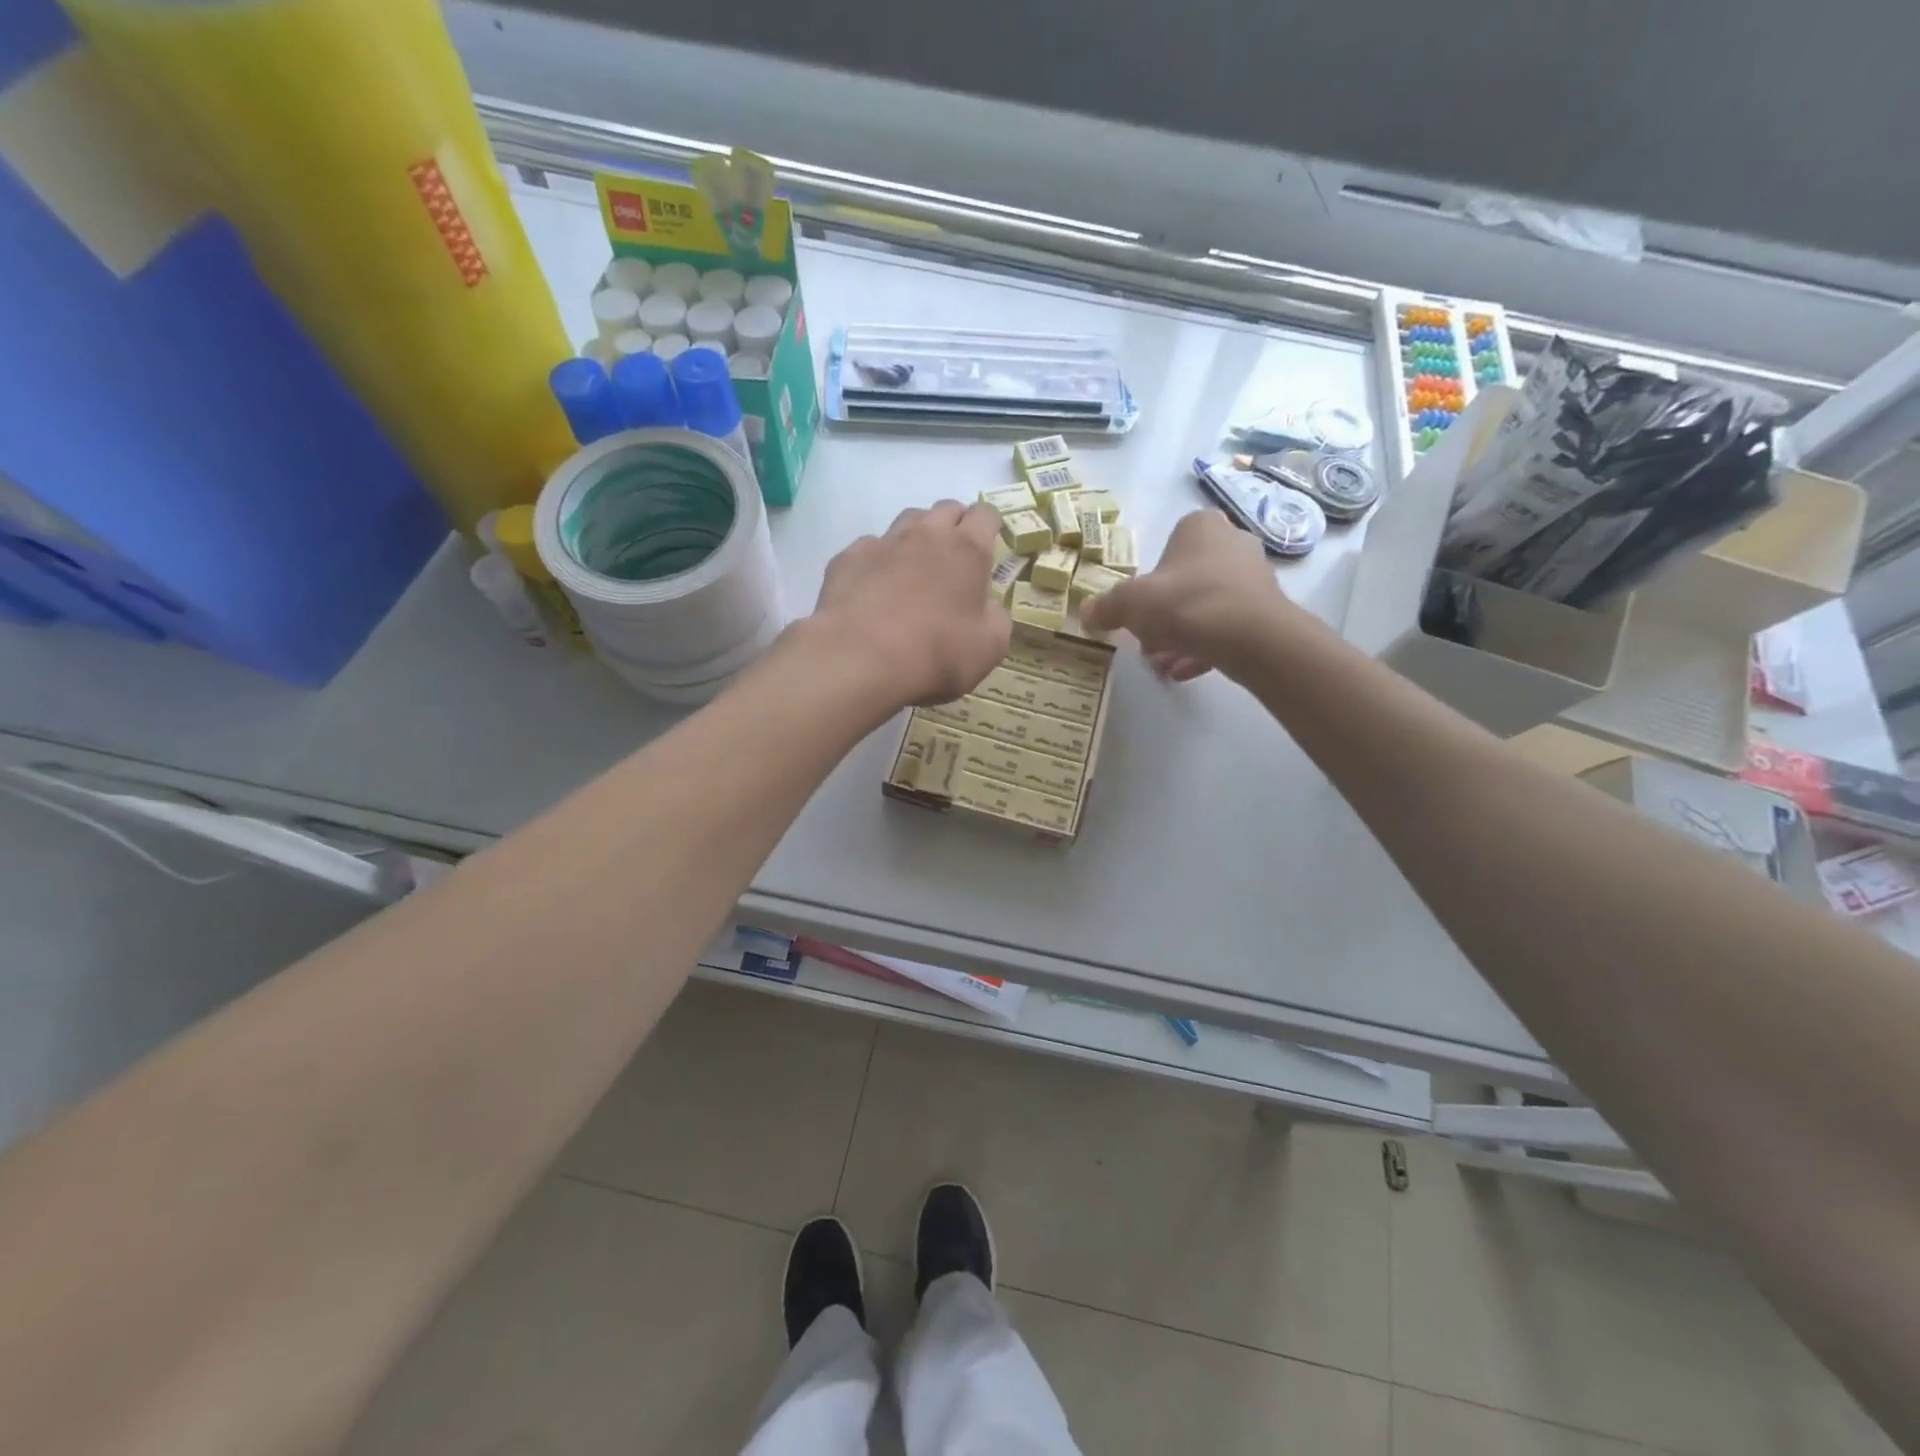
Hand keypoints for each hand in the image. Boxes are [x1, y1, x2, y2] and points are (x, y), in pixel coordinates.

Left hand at [804, 500, 1011, 706]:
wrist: (861, 658)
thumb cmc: (937, 652)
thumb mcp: (989, 647)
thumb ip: (996, 618)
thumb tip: (988, 606)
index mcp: (967, 550)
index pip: (985, 514)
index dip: (990, 525)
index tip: (990, 541)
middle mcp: (926, 535)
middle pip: (946, 509)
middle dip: (955, 524)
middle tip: (955, 555)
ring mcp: (884, 542)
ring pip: (907, 520)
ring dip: (918, 535)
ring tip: (916, 566)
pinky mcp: (848, 558)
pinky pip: (870, 547)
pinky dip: (879, 560)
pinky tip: (875, 586)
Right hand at [1081, 509, 1303, 680]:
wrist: (1250, 638)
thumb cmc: (1185, 604)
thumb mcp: (1130, 604)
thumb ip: (1106, 607)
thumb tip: (1085, 613)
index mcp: (1201, 527)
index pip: (1171, 542)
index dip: (1152, 576)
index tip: (1140, 606)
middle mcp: (1233, 543)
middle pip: (1187, 579)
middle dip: (1165, 612)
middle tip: (1146, 640)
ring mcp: (1254, 578)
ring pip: (1206, 606)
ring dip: (1181, 634)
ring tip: (1161, 663)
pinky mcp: (1267, 612)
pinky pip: (1227, 628)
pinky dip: (1204, 648)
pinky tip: (1183, 672)